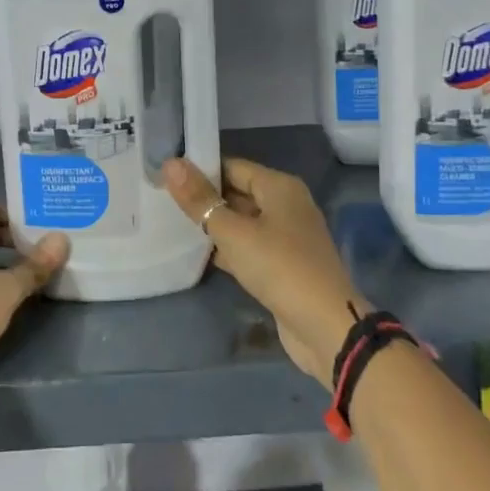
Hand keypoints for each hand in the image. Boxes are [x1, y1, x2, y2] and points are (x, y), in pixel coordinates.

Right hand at [161, 156, 366, 381]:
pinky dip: (229, 249)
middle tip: (164, 201)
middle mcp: (287, 205)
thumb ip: (201, 201)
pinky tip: (202, 256)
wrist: (325, 327)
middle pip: (238, 193)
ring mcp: (288, 237)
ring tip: (175, 225)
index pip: (232, 167)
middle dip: (206, 199)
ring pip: (243, 222)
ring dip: (216, 226)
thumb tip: (171, 163)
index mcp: (280, 187)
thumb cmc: (279, 267)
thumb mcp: (233, 232)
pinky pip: (250, 247)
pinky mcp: (284, 265)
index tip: (166, 177)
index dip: (200, 170)